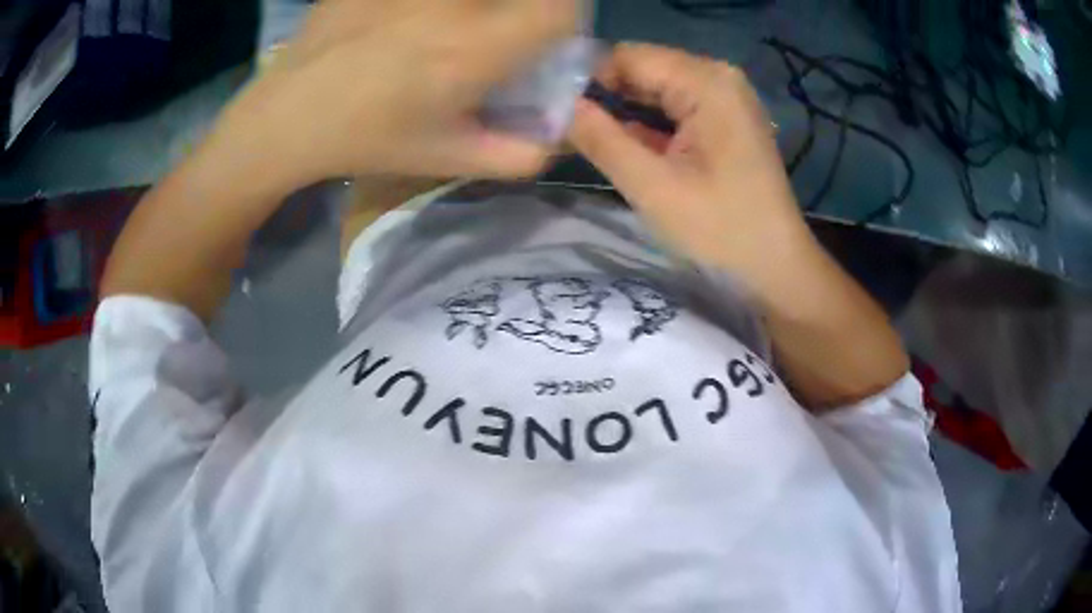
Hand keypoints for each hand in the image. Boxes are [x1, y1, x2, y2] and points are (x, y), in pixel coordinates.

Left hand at [211, 0, 578, 190]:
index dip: (566, 16)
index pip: (561, 9)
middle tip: (491, 32)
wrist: (288, 114)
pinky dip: (430, 6)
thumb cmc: (368, 140)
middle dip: (521, 8)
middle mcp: (451, 5)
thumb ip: (519, 154)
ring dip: (475, 7)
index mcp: (474, 50)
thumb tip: (559, 132)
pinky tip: (406, 23)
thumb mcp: (448, 158)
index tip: (546, 33)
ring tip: (443, 31)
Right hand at [569, 43, 813, 275]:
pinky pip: (674, 107)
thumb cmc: (721, 232)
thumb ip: (600, 139)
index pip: (627, 56)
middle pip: (642, 69)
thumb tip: (557, 106)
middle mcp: (718, 77)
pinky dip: (647, 124)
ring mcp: (725, 98)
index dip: (587, 80)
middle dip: (604, 96)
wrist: (777, 270)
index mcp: (706, 81)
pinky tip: (623, 146)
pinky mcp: (725, 120)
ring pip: (654, 89)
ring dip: (622, 112)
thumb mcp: (652, 187)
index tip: (557, 114)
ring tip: (587, 140)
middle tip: (567, 132)